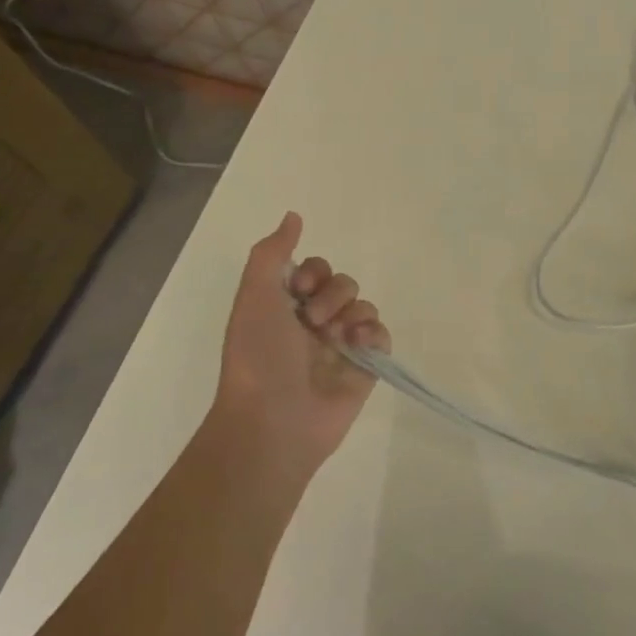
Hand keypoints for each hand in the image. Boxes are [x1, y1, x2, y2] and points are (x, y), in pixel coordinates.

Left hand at [208, 212, 390, 480]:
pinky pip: (381, 334)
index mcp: (284, 308)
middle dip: (332, 294)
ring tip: (336, 337)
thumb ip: (272, 252)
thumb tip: (293, 215)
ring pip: (363, 305)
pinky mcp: (364, 367)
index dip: (313, 271)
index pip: (314, 269)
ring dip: (351, 312)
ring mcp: (340, 346)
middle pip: (342, 283)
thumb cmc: (258, 355)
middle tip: (313, 320)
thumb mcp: (254, 295)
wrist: (274, 420)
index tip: (300, 287)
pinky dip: (373, 334)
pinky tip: (357, 345)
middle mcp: (313, 323)